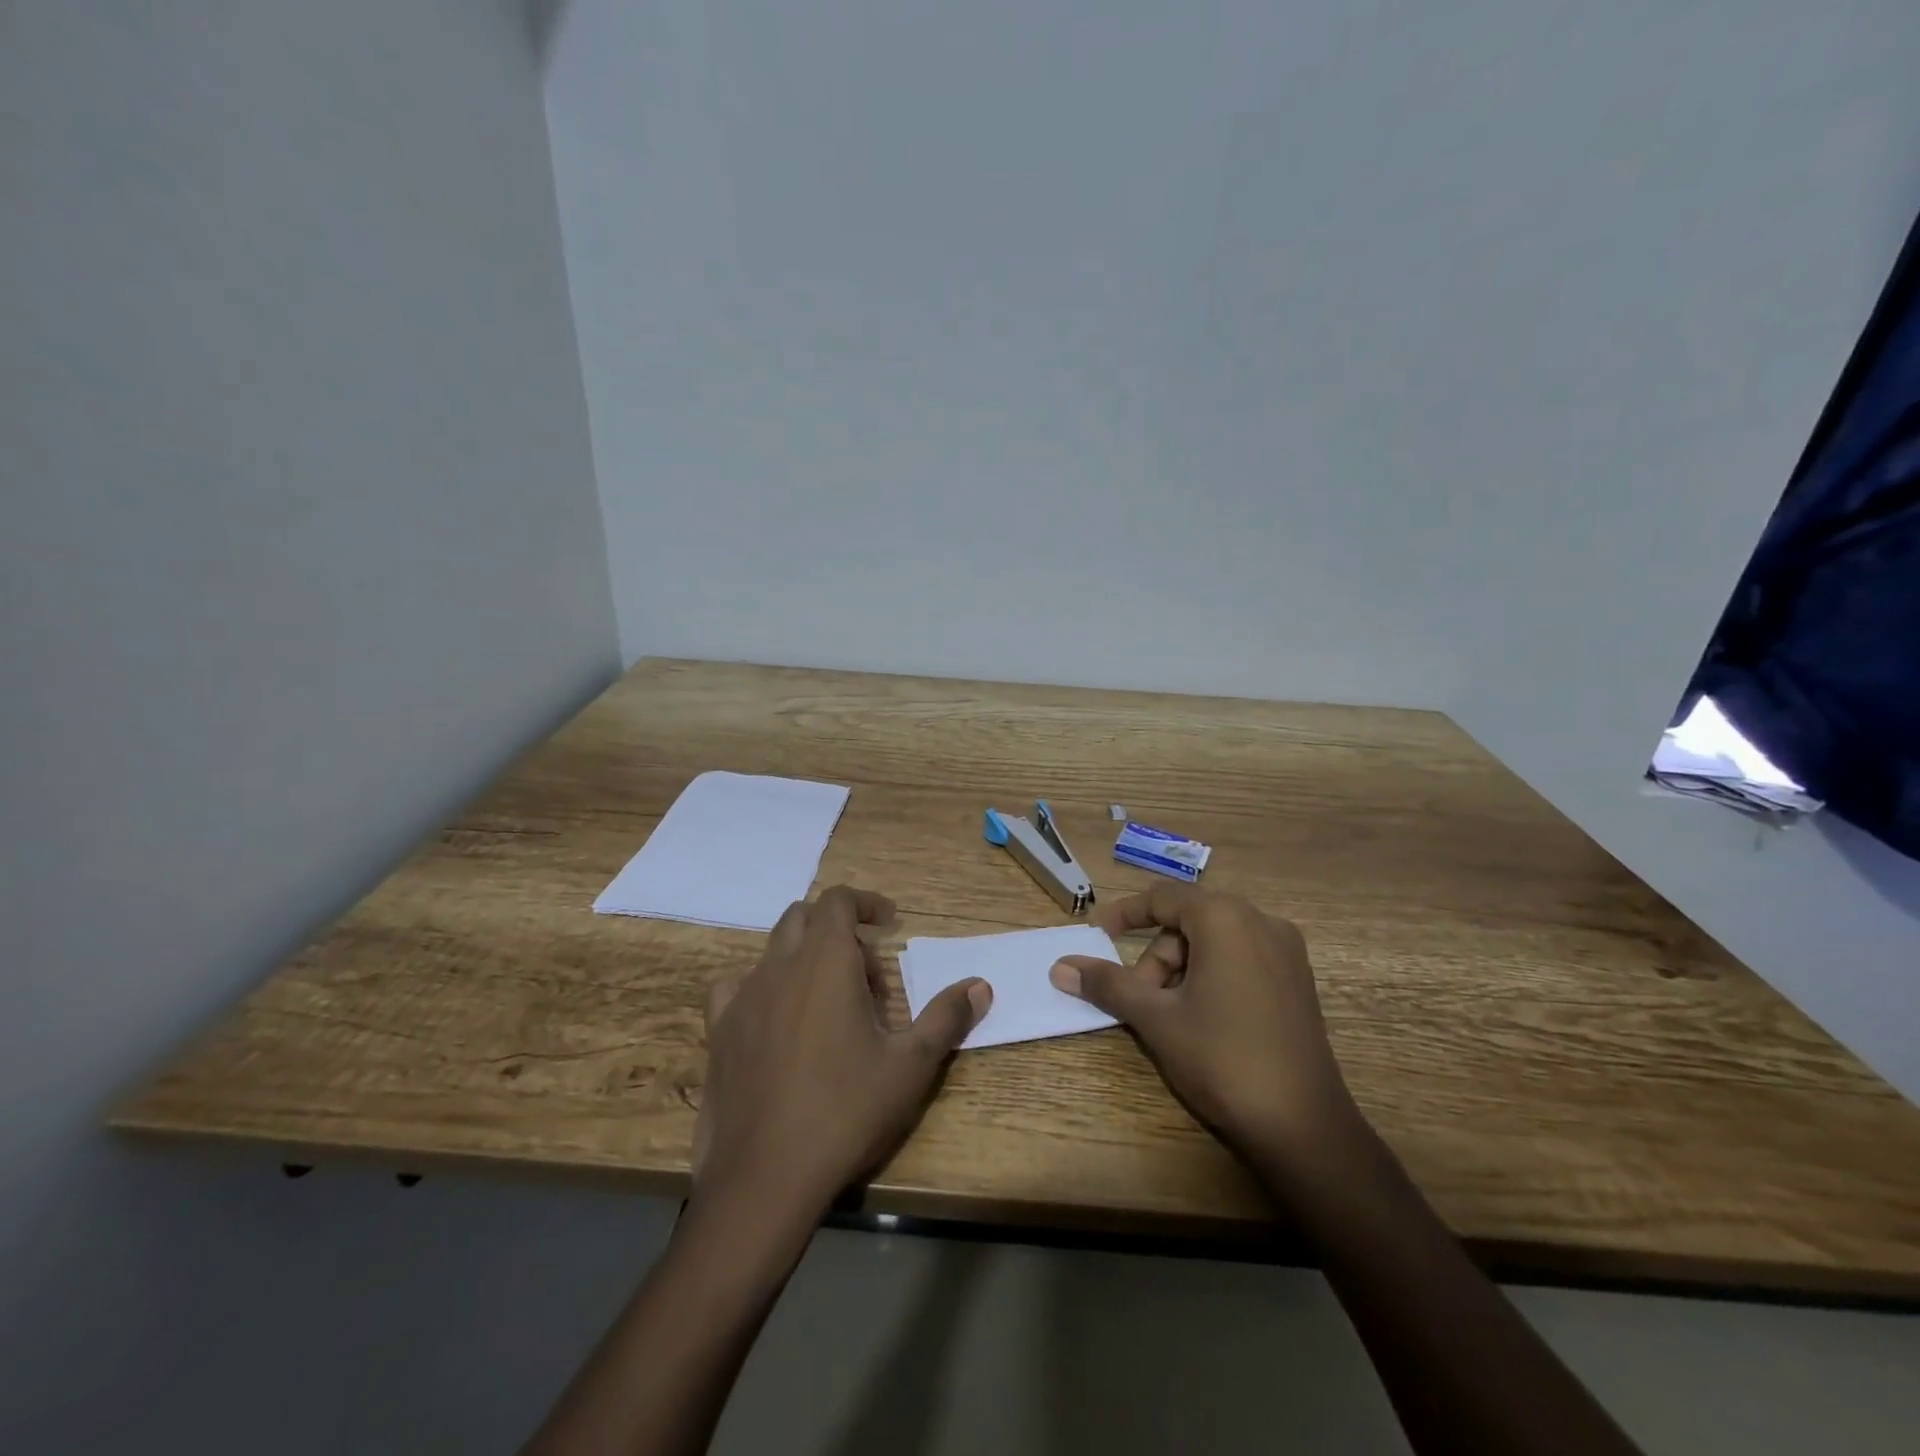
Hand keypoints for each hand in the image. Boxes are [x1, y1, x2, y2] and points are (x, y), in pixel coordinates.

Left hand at [694, 885, 990, 1213]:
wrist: (764, 1176)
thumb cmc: (846, 1110)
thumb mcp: (910, 1065)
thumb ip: (946, 1018)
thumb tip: (981, 986)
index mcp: (825, 961)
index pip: (838, 900)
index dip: (865, 903)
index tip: (890, 924)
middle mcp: (779, 966)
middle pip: (804, 917)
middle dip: (838, 931)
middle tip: (867, 976)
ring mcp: (742, 997)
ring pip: (772, 950)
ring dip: (803, 958)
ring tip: (827, 1002)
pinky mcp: (718, 1030)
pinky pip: (736, 986)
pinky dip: (762, 986)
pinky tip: (774, 1020)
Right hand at [1049, 884, 1355, 1165]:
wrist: (1304, 1127)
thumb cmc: (1222, 1059)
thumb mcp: (1155, 1018)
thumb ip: (1107, 984)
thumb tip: (1060, 967)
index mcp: (1226, 918)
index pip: (1163, 898)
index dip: (1124, 914)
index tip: (1095, 935)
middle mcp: (1261, 922)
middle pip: (1188, 923)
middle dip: (1156, 959)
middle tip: (1141, 1003)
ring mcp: (1286, 952)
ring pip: (1213, 943)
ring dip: (1181, 972)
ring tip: (1171, 1019)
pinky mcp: (1297, 981)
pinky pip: (1240, 959)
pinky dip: (1211, 977)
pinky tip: (1203, 1020)